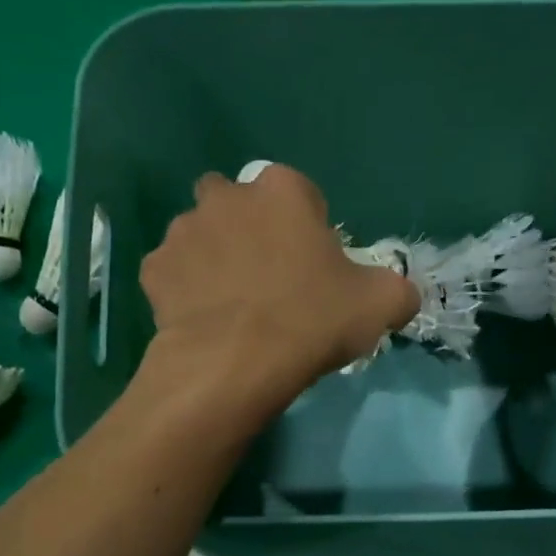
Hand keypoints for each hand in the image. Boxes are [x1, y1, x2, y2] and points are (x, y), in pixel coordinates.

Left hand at [139, 165, 418, 418]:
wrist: (235, 364)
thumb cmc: (311, 321)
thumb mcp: (380, 305)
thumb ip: (397, 289)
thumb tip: (401, 295)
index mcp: (283, 190)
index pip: (301, 195)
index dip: (309, 230)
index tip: (314, 268)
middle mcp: (227, 196)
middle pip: (240, 205)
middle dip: (250, 230)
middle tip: (268, 279)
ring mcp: (183, 231)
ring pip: (201, 235)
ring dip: (214, 257)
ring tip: (231, 305)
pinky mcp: (154, 270)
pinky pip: (173, 273)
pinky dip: (184, 290)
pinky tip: (202, 320)